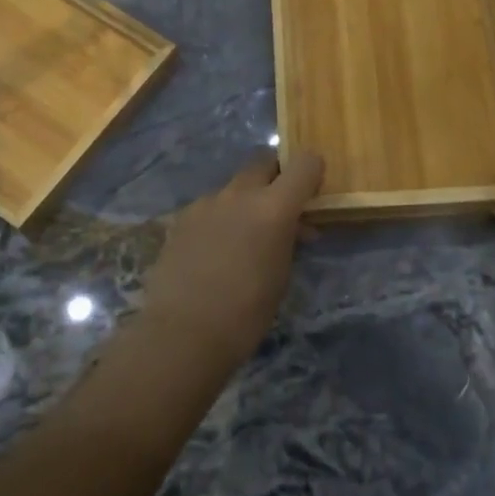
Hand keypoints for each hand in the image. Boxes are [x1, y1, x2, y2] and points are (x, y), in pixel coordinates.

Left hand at [141, 151, 324, 367]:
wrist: (182, 332)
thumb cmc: (246, 313)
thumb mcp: (281, 275)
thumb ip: (288, 239)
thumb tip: (292, 227)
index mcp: (273, 207)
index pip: (303, 164)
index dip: (312, 171)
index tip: (313, 191)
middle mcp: (239, 194)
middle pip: (263, 163)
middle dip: (275, 177)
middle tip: (280, 207)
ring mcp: (206, 203)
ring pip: (234, 187)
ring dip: (245, 201)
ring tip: (243, 238)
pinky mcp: (181, 218)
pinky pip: (210, 207)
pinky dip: (219, 219)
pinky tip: (214, 251)